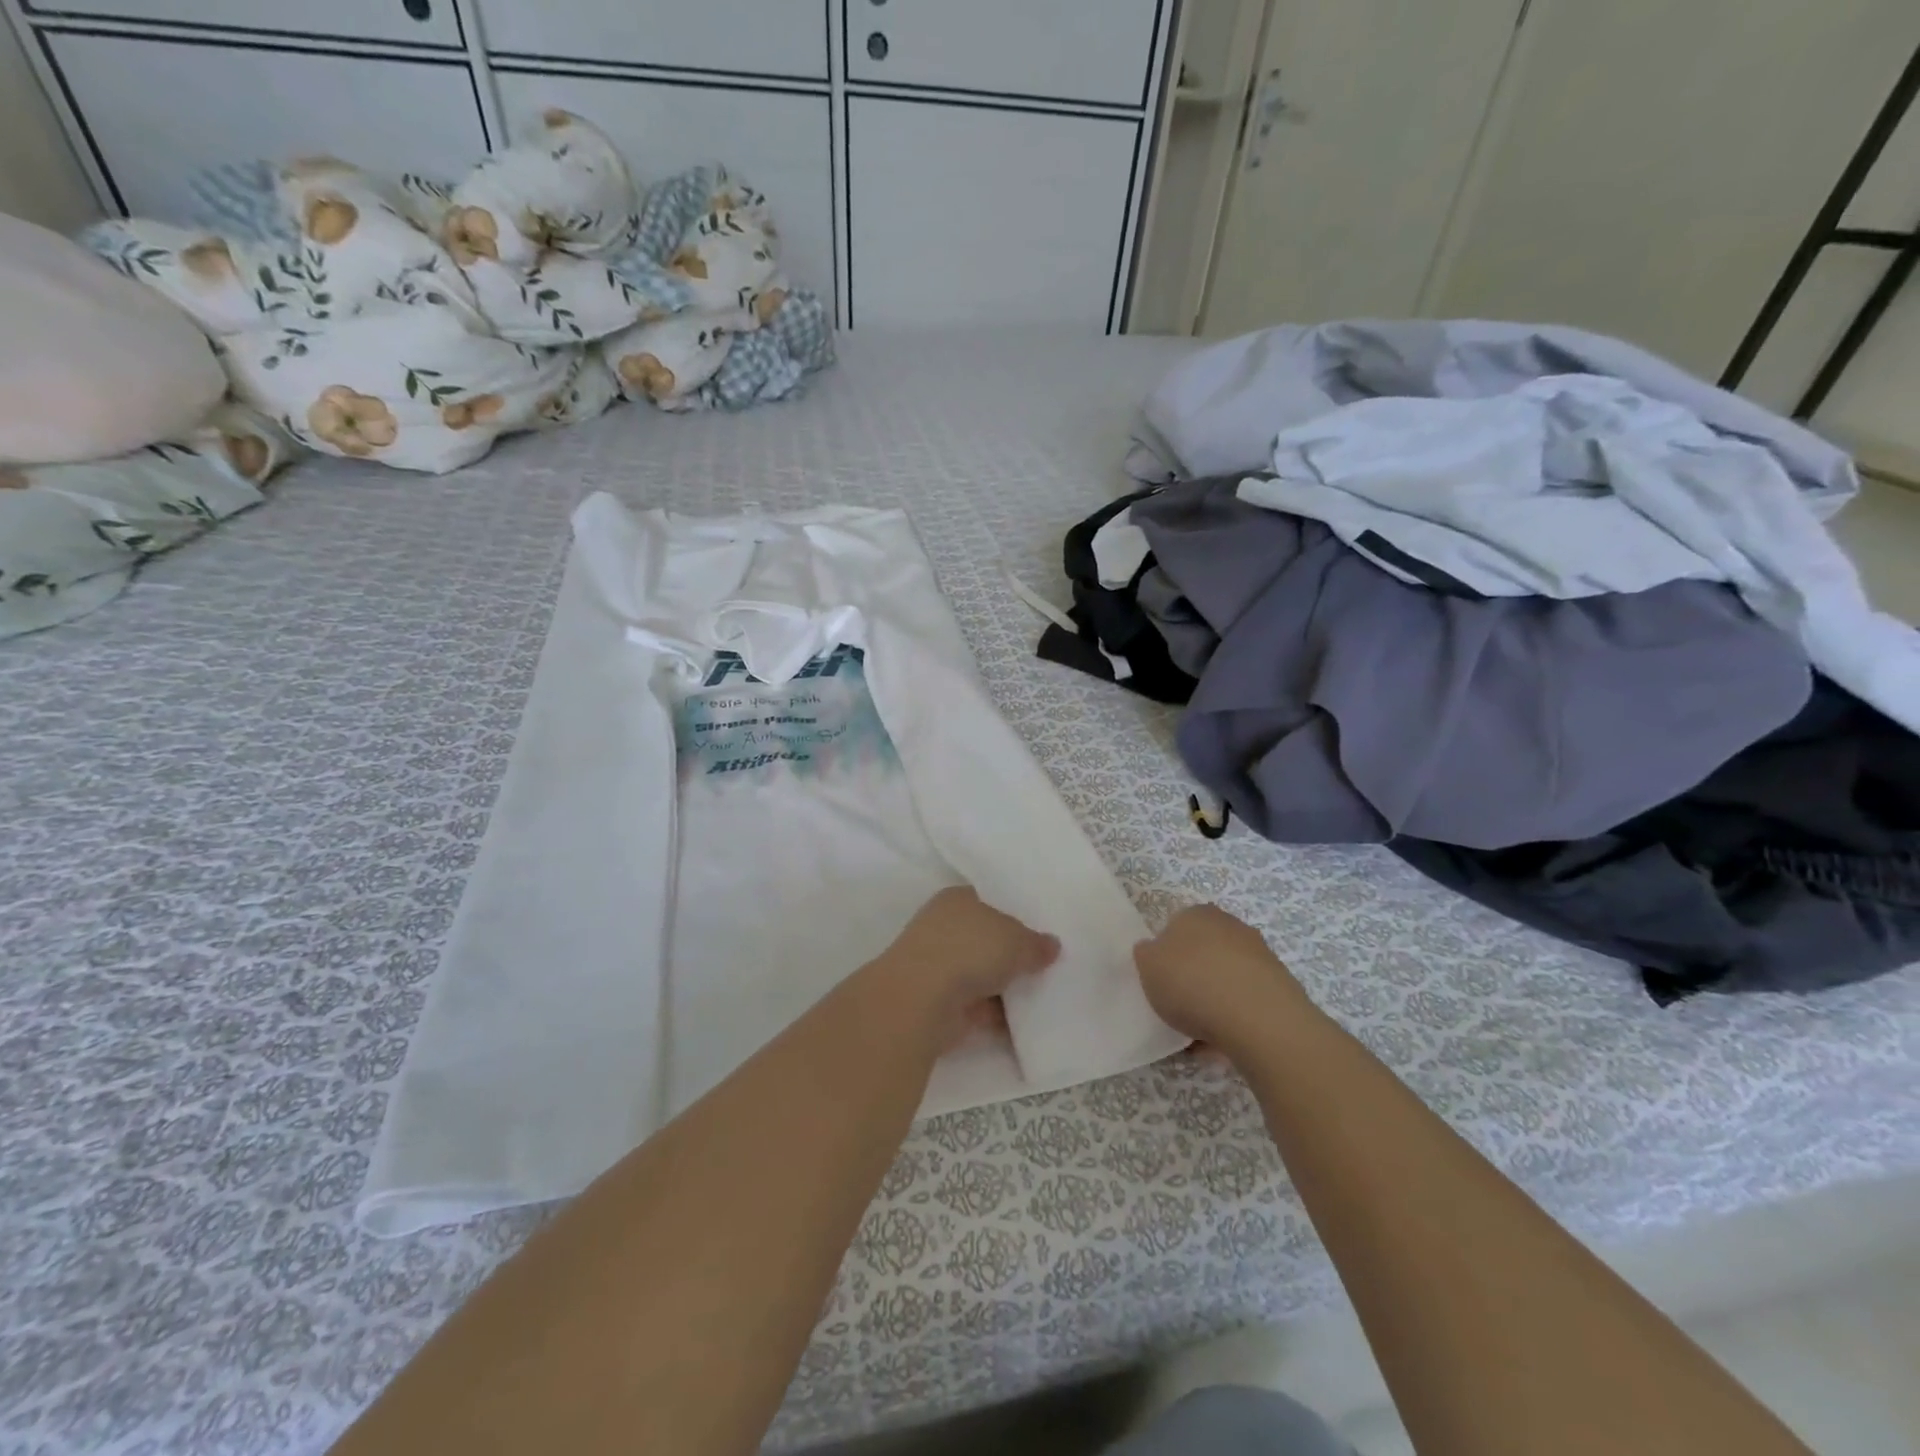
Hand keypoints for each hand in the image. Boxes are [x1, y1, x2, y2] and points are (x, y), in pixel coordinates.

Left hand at [865, 887, 1059, 1048]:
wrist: (922, 1000)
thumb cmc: (969, 949)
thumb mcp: (1016, 939)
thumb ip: (1036, 943)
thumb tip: (1052, 946)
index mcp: (957, 899)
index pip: (990, 900)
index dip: (1015, 913)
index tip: (1042, 928)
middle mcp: (945, 928)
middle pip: (987, 938)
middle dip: (1012, 952)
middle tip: (1049, 962)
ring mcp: (941, 967)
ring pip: (982, 973)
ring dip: (1006, 985)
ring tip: (1046, 992)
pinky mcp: (942, 1003)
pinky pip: (980, 1004)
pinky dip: (998, 1013)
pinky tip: (1028, 1021)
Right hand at [1133, 904, 1311, 1053]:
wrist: (1258, 1018)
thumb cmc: (1192, 982)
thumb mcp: (1147, 965)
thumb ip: (1147, 954)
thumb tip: (1154, 951)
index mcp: (1197, 914)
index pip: (1176, 926)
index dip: (1166, 954)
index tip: (1161, 981)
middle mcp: (1231, 926)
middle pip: (1204, 952)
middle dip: (1193, 975)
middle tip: (1178, 1005)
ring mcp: (1260, 956)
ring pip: (1227, 978)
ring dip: (1215, 1000)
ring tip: (1199, 1034)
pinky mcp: (1280, 988)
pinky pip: (1246, 1003)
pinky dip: (1234, 1020)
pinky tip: (1223, 1044)